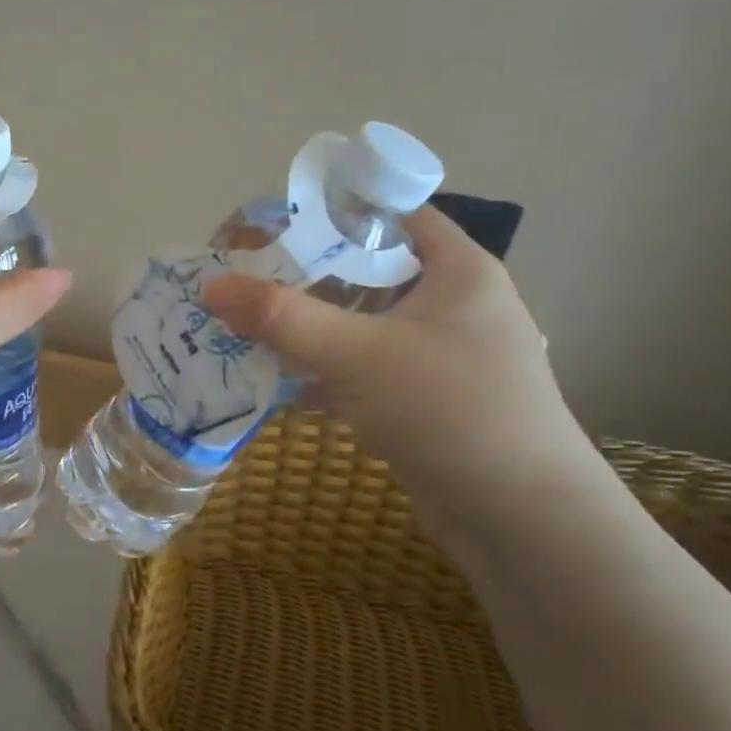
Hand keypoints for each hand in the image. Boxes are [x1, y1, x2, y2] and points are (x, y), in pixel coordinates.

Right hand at [199, 207, 593, 537]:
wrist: (519, 519)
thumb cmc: (450, 410)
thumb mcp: (359, 353)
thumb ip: (282, 316)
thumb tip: (211, 285)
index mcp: (456, 269)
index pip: (389, 214)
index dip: (330, 211)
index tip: (269, 225)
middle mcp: (450, 304)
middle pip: (364, 270)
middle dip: (302, 274)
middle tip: (243, 278)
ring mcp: (436, 355)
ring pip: (358, 324)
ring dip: (305, 326)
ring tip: (245, 325)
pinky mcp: (420, 400)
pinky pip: (359, 369)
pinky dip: (319, 370)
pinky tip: (274, 380)